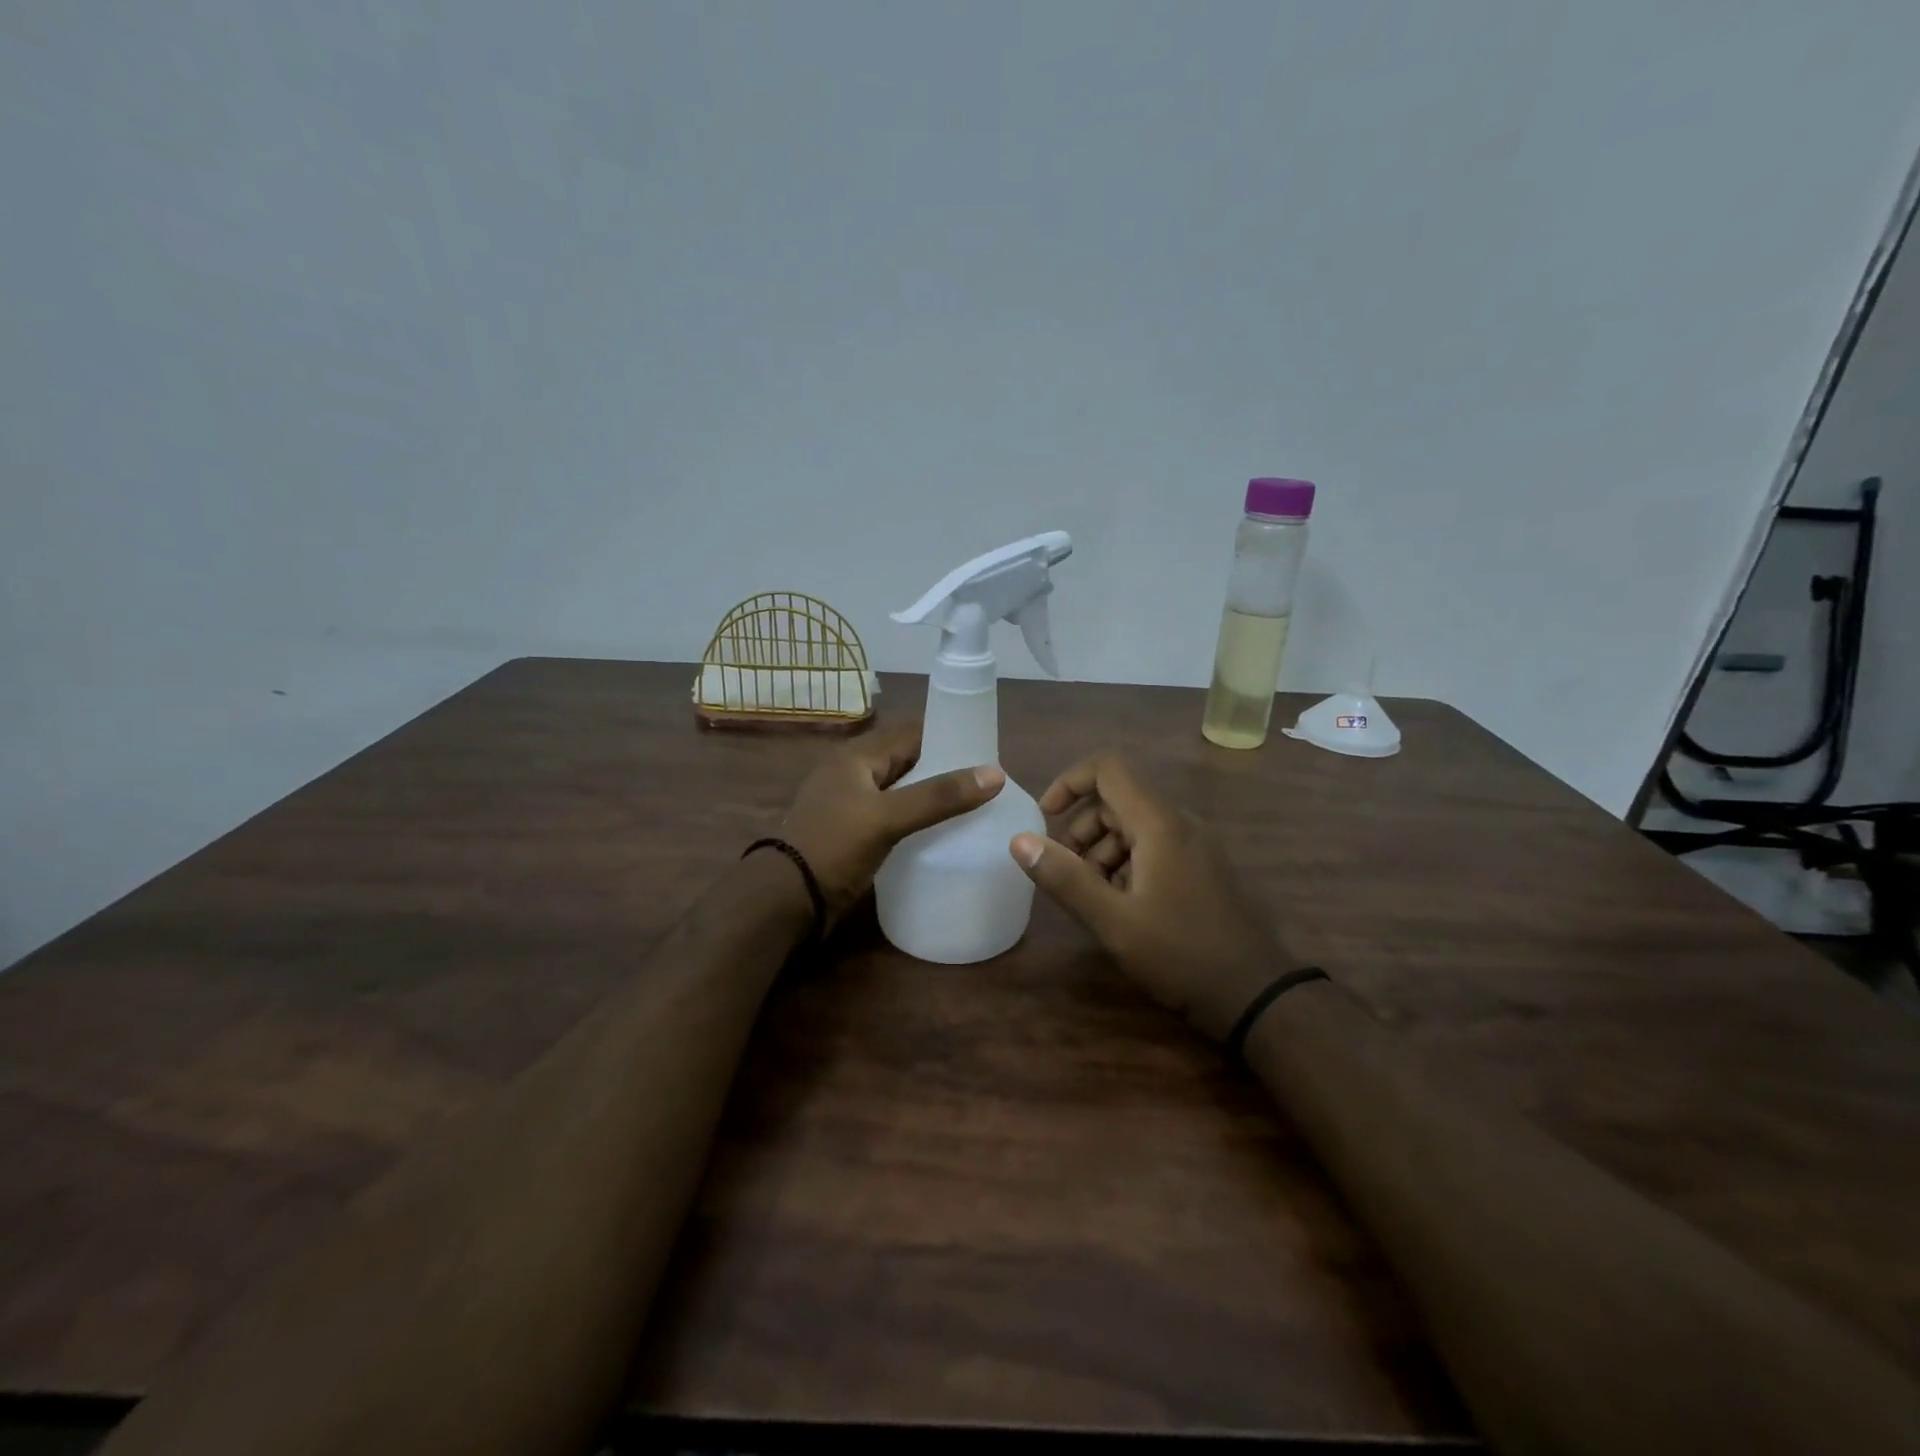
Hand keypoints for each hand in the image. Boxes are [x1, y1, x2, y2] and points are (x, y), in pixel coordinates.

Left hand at [779, 719, 1003, 927]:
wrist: (786, 899)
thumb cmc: (834, 847)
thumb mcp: (887, 817)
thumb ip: (939, 796)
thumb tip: (996, 773)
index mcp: (856, 756)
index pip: (911, 732)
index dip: (947, 736)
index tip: (985, 752)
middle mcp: (854, 772)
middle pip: (907, 760)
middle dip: (943, 768)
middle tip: (985, 783)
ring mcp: (851, 803)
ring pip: (901, 789)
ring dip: (930, 795)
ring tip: (972, 807)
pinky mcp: (853, 832)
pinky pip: (893, 814)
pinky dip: (916, 818)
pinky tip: (940, 832)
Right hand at [1009, 752, 1292, 1041]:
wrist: (1258, 995)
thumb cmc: (1181, 955)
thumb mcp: (1113, 922)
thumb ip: (1066, 878)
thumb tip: (1019, 840)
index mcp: (1160, 824)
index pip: (1109, 768)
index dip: (1070, 781)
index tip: (1045, 817)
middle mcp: (1181, 823)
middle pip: (1119, 799)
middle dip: (1083, 827)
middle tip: (1068, 872)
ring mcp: (1197, 845)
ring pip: (1136, 824)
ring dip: (1103, 848)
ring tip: (1093, 894)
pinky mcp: (1204, 867)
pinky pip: (1156, 845)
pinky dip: (1128, 862)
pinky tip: (1123, 904)